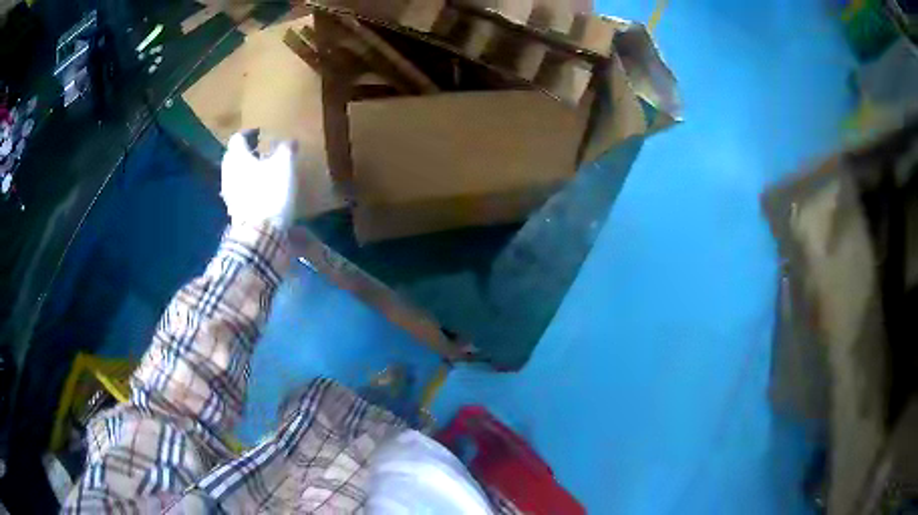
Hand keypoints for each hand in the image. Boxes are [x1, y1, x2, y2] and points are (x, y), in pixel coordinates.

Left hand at [221, 130, 297, 229]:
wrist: (259, 234)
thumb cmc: (269, 192)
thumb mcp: (284, 165)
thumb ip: (286, 149)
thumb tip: (289, 141)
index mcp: (237, 157)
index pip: (238, 138)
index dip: (249, 133)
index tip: (260, 133)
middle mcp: (228, 173)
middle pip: (234, 157)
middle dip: (246, 152)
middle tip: (261, 151)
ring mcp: (229, 194)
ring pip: (236, 175)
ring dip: (247, 170)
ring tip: (264, 171)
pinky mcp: (234, 210)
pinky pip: (239, 191)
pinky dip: (248, 186)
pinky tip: (261, 190)